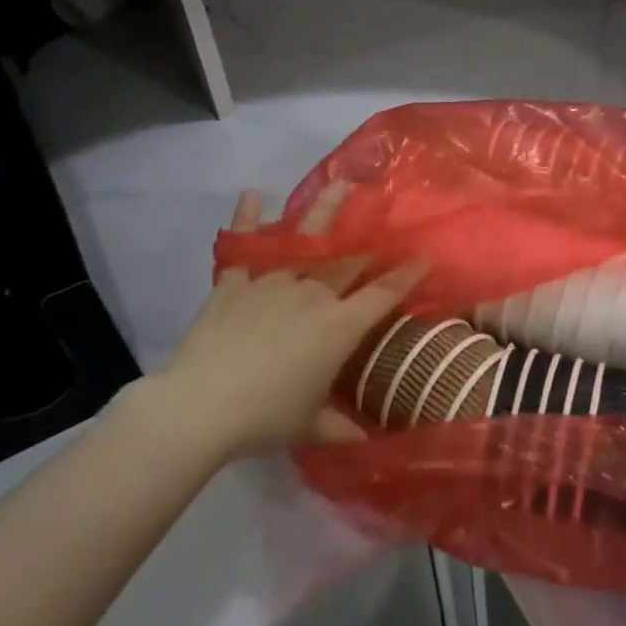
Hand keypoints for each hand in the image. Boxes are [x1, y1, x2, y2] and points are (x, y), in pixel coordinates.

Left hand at [141, 185, 424, 463]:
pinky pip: (242, 248)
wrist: (201, 406)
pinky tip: (251, 194)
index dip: (406, 275)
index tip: (425, 256)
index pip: (382, 295)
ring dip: (324, 212)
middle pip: (348, 257)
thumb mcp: (309, 426)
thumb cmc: (265, 417)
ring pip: (304, 241)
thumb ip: (341, 427)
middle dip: (371, 233)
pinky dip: (245, 221)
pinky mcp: (234, 284)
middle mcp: (313, 295)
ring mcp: (272, 283)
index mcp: (339, 326)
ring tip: (340, 185)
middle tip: (385, 208)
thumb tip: (369, 440)